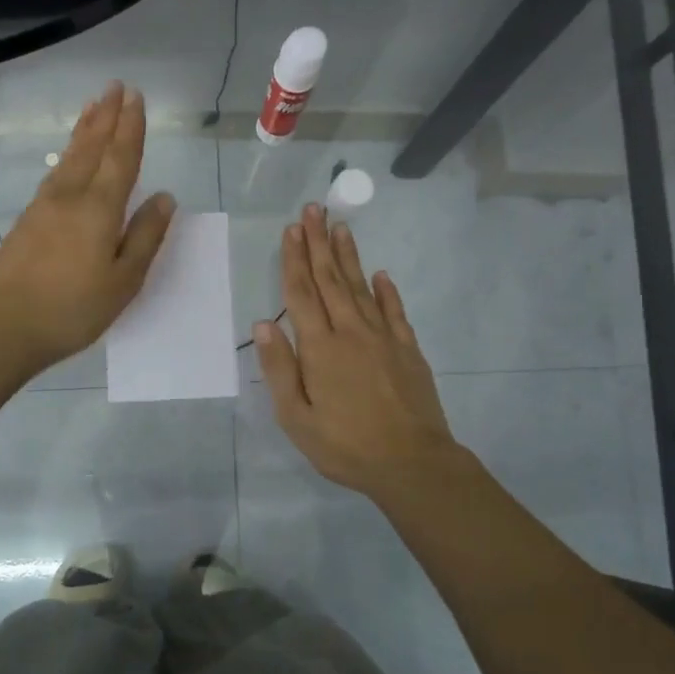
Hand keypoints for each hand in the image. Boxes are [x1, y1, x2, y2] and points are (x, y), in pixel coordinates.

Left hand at [0, 82, 174, 375]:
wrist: (5, 327)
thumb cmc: (73, 309)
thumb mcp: (123, 281)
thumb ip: (145, 237)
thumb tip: (165, 198)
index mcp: (99, 209)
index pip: (121, 158)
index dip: (130, 128)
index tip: (135, 98)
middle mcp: (69, 197)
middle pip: (91, 148)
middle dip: (106, 117)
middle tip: (115, 87)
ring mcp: (43, 207)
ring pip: (69, 158)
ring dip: (84, 130)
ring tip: (93, 108)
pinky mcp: (26, 221)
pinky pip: (54, 174)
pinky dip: (67, 155)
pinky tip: (68, 159)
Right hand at [255, 205, 462, 498]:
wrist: (412, 464)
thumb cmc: (345, 445)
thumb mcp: (296, 418)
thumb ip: (280, 368)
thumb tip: (262, 324)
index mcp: (320, 348)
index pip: (301, 294)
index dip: (294, 260)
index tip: (291, 230)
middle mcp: (351, 332)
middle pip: (330, 280)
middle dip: (319, 243)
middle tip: (313, 210)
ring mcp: (384, 338)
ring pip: (361, 287)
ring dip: (348, 256)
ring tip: (340, 227)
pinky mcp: (408, 350)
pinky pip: (395, 311)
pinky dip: (386, 290)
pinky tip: (381, 274)